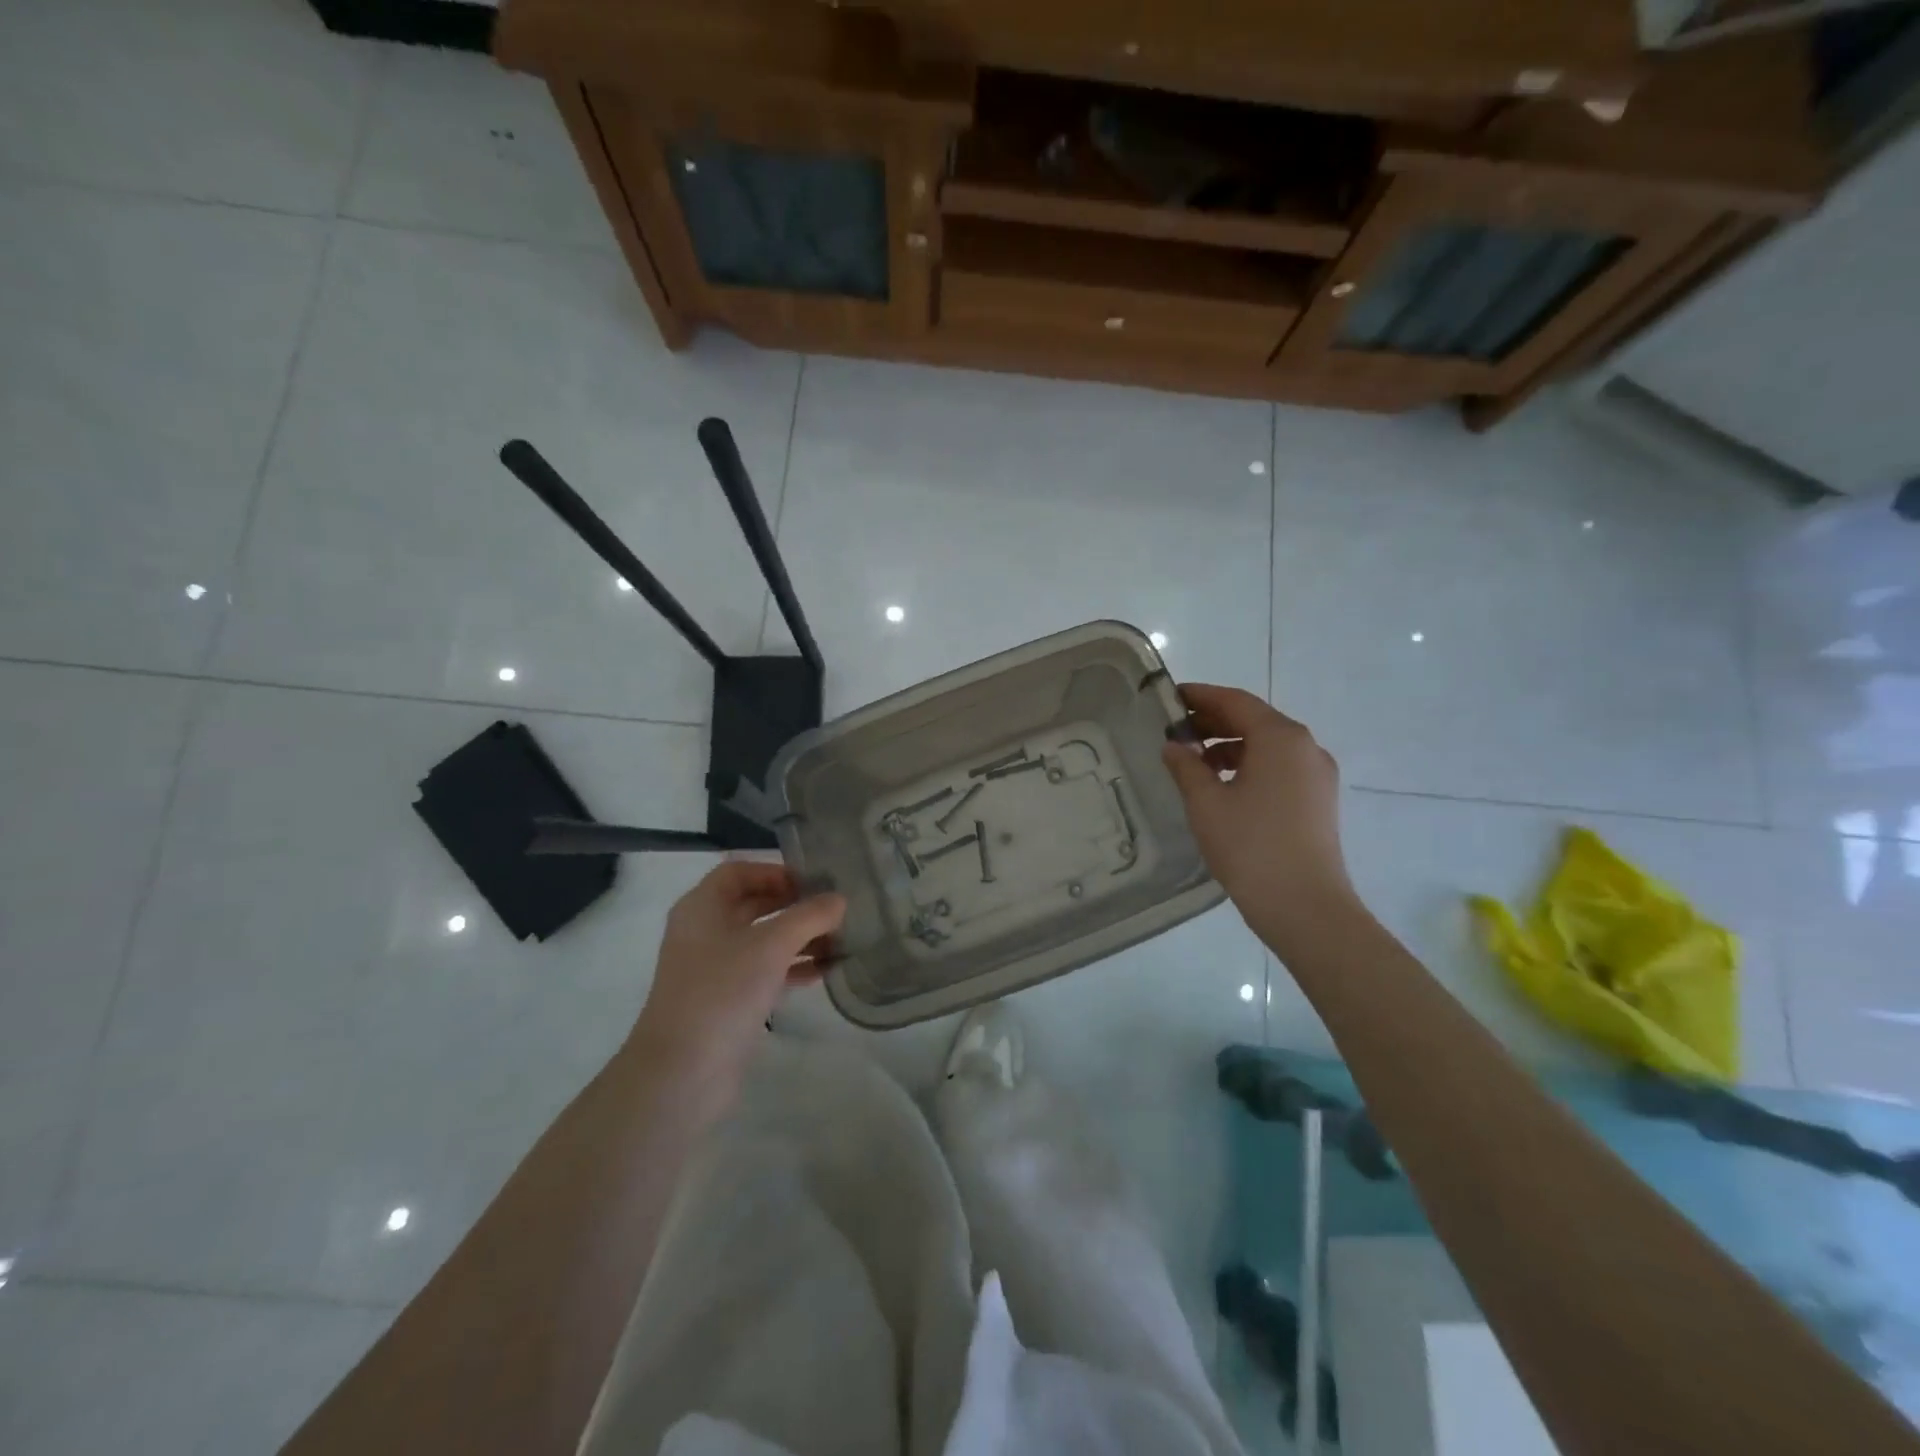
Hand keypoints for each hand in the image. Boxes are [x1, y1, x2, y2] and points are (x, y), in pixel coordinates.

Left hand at [630, 862, 845, 1084]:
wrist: (681, 1073)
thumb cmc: (722, 992)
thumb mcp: (771, 945)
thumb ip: (809, 916)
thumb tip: (839, 899)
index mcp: (702, 907)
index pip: (740, 871)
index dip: (776, 871)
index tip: (814, 883)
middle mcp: (704, 931)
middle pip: (754, 904)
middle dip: (795, 906)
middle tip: (835, 910)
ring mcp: (713, 968)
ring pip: (762, 940)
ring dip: (799, 938)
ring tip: (840, 941)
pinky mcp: (725, 1000)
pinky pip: (763, 971)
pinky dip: (791, 967)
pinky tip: (824, 972)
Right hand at [1160, 683, 1360, 953]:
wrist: (1304, 906)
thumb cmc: (1250, 846)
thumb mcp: (1206, 803)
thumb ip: (1186, 766)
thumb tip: (1174, 746)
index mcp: (1280, 738)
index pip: (1235, 701)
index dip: (1200, 696)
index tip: (1170, 697)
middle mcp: (1305, 747)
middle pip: (1254, 720)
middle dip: (1214, 722)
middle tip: (1175, 732)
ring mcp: (1317, 775)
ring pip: (1268, 746)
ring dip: (1230, 746)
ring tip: (1193, 764)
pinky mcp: (1319, 800)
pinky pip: (1279, 768)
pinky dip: (1249, 766)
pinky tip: (1223, 788)